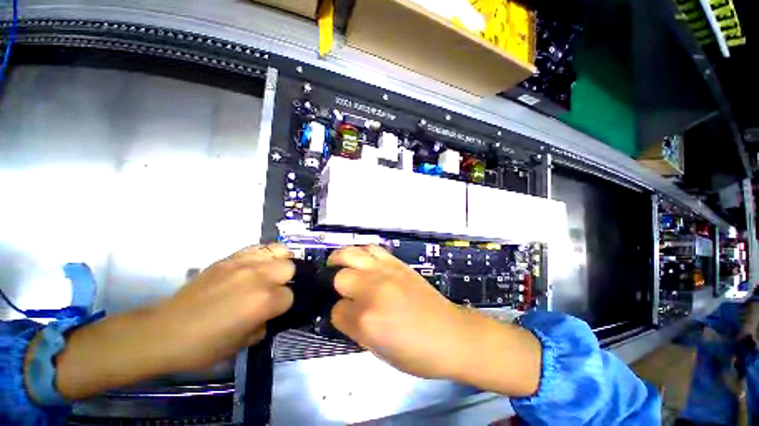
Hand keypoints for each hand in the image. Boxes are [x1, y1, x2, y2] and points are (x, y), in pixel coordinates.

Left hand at [155, 244, 294, 370]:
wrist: (165, 331)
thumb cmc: (204, 346)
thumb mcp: (243, 344)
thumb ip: (265, 325)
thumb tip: (270, 314)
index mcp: (264, 301)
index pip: (291, 296)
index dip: (284, 306)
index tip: (274, 311)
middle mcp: (260, 277)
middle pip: (290, 267)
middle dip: (286, 280)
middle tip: (273, 291)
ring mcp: (244, 263)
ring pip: (280, 250)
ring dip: (280, 262)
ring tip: (271, 272)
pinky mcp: (229, 258)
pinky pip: (258, 247)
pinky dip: (264, 254)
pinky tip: (257, 265)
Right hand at [328, 245, 540, 395]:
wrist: (450, 334)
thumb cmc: (416, 352)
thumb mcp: (378, 351)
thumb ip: (354, 328)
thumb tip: (342, 311)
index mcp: (366, 320)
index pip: (336, 310)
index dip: (338, 314)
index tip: (344, 314)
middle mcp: (373, 290)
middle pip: (340, 277)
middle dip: (336, 284)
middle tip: (339, 288)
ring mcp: (386, 272)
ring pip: (352, 254)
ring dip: (341, 258)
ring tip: (338, 263)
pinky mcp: (397, 263)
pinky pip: (373, 248)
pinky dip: (362, 251)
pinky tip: (361, 258)